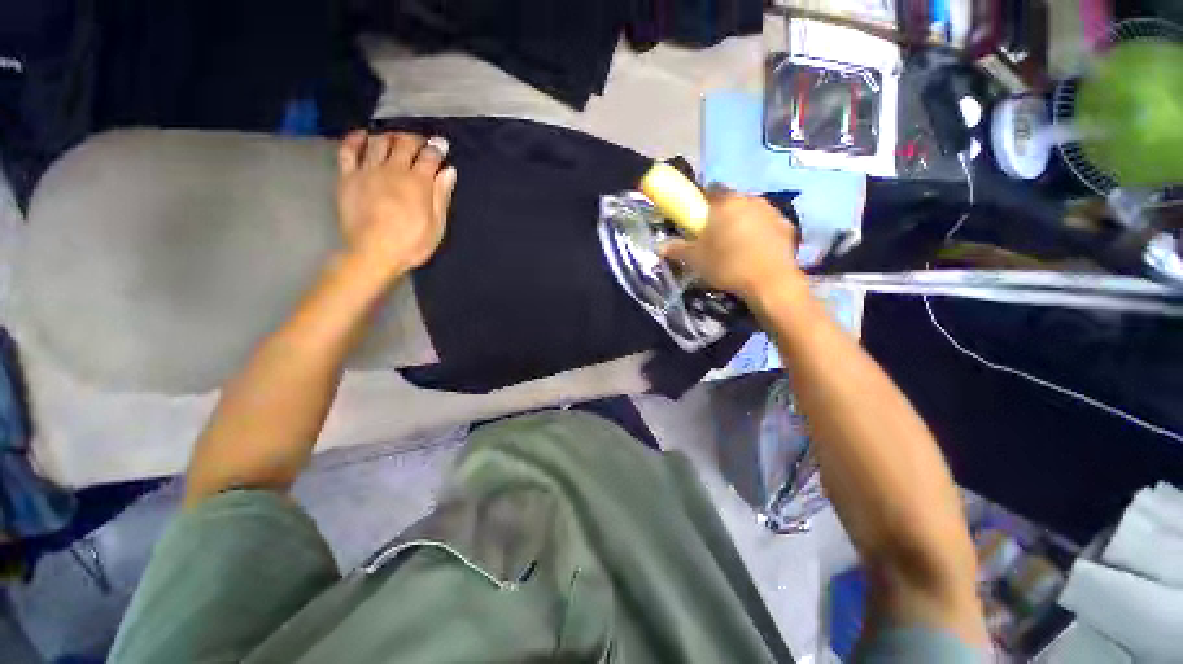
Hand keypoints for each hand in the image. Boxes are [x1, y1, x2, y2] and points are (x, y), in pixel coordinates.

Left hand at [336, 131, 457, 281]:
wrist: (373, 253)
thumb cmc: (411, 244)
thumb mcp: (436, 225)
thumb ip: (441, 196)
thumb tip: (449, 171)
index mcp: (418, 183)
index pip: (429, 156)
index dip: (437, 148)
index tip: (441, 144)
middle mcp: (393, 170)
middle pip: (404, 143)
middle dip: (415, 139)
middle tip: (421, 143)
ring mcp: (368, 171)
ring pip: (378, 141)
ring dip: (390, 136)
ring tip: (396, 140)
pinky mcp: (348, 176)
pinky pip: (348, 150)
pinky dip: (356, 139)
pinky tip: (363, 137)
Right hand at [661, 189, 803, 302]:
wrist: (770, 282)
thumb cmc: (727, 265)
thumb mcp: (695, 260)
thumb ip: (676, 249)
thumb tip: (659, 246)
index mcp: (725, 203)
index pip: (710, 190)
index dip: (701, 203)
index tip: (697, 219)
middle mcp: (750, 199)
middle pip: (732, 201)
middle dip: (722, 213)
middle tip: (714, 235)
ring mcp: (771, 211)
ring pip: (751, 211)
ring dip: (742, 221)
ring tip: (736, 245)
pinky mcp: (787, 226)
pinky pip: (767, 224)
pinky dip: (760, 232)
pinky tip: (755, 251)